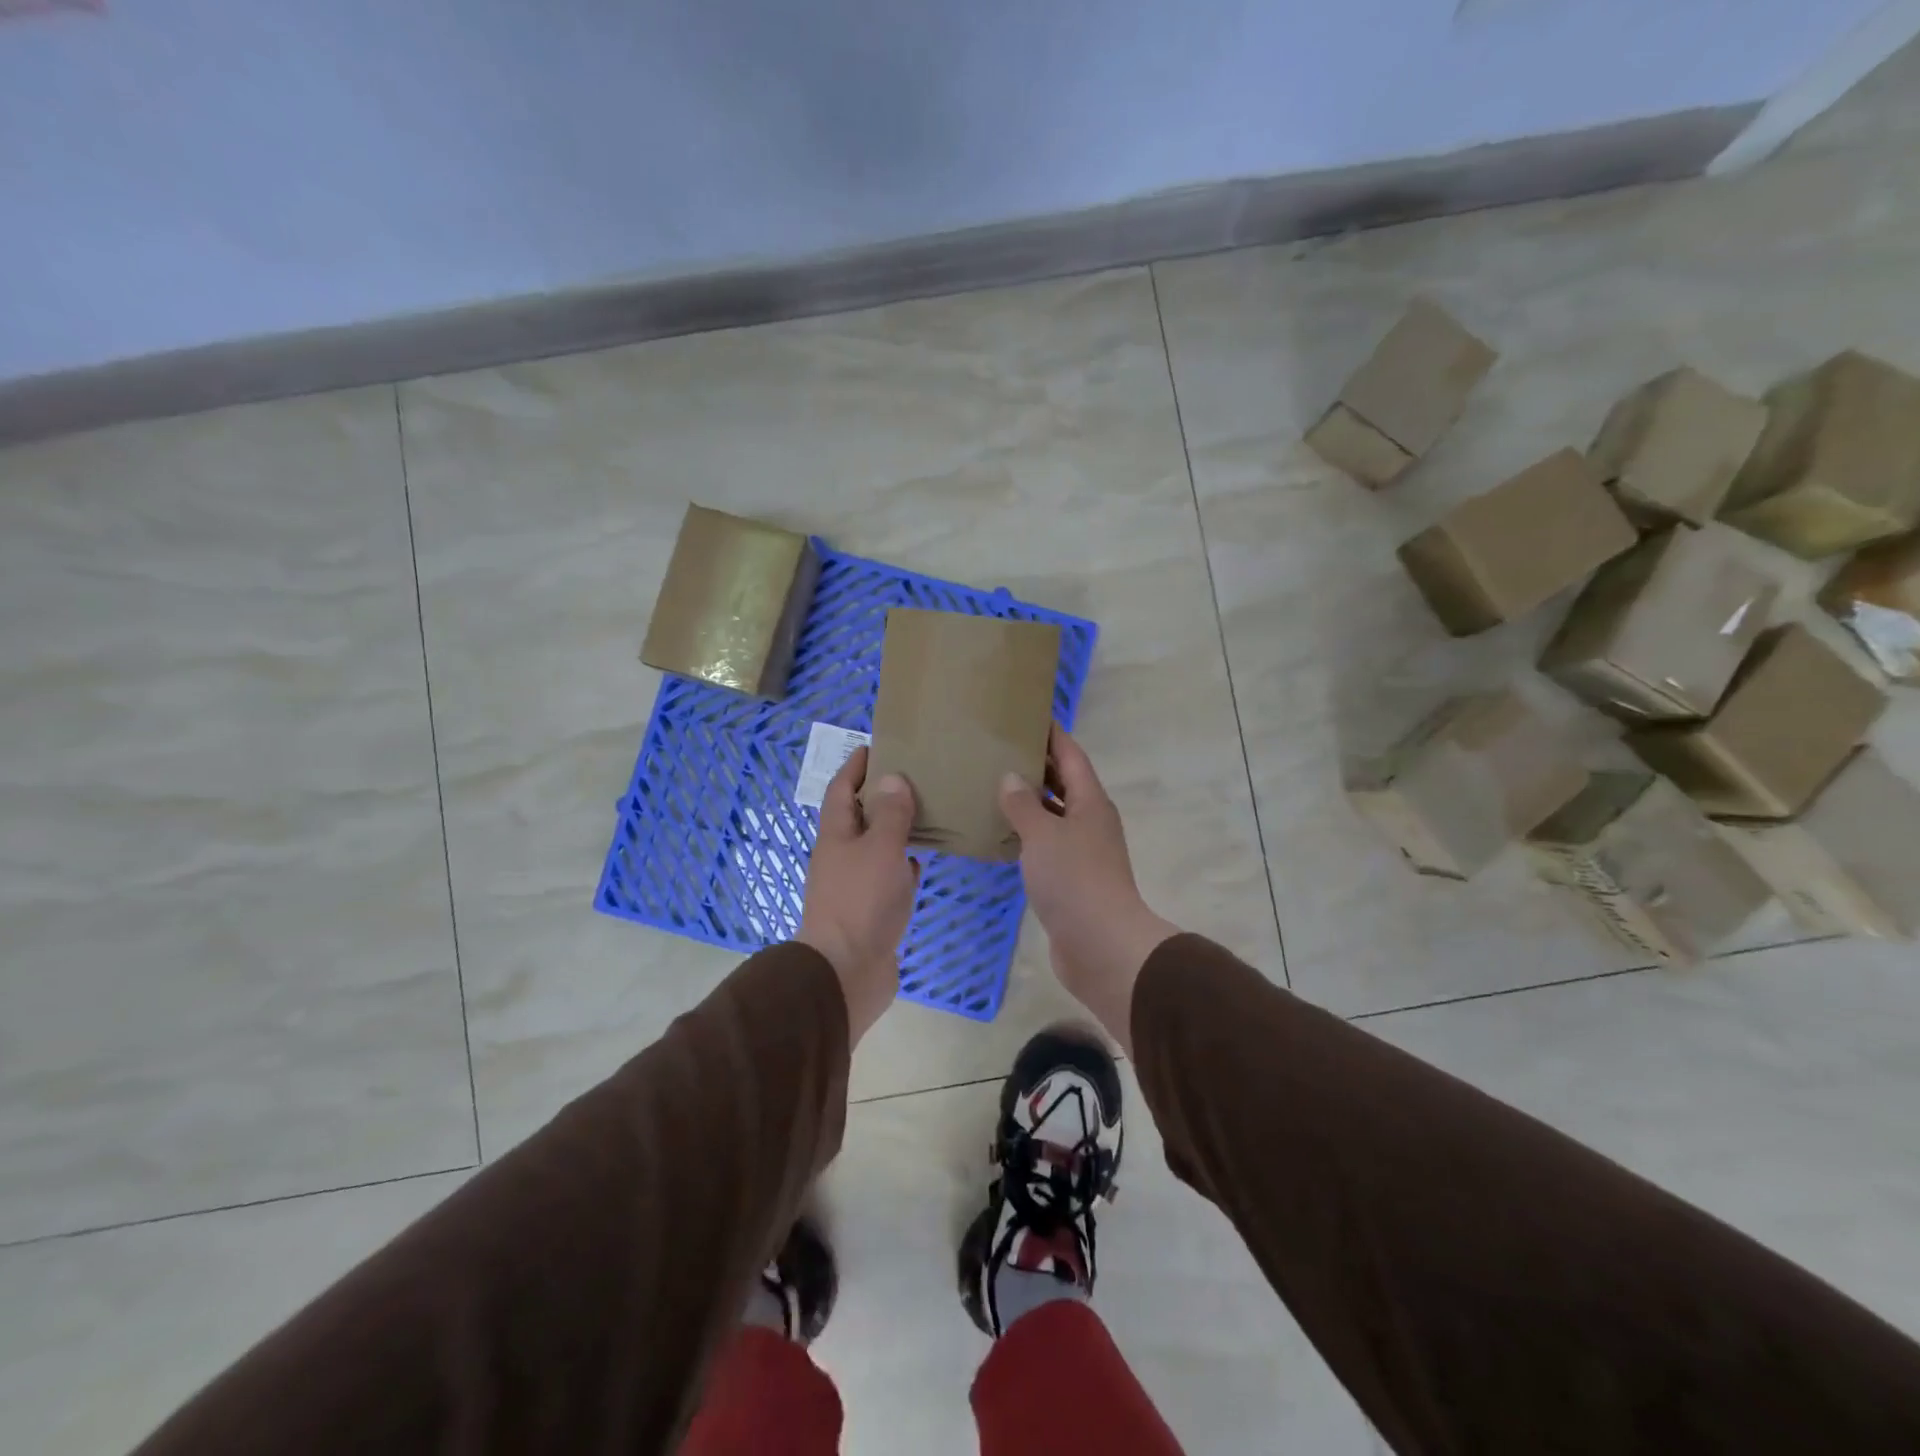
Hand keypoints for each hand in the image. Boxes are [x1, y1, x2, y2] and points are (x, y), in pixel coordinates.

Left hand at [799, 746, 918, 1044]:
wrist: (846, 973)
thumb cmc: (861, 902)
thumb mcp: (881, 849)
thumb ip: (890, 814)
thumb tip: (893, 779)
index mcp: (835, 836)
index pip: (841, 790)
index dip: (855, 767)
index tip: (875, 746)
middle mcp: (841, 856)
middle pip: (858, 817)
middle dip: (880, 796)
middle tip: (913, 776)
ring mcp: (853, 886)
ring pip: (875, 848)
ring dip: (893, 830)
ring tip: (924, 812)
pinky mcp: (869, 912)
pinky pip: (886, 878)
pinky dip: (902, 865)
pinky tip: (921, 861)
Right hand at [998, 725, 1177, 1055]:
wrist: (1101, 946)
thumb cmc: (1075, 881)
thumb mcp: (1043, 835)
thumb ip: (1023, 804)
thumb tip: (1010, 777)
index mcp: (1090, 802)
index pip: (1071, 755)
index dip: (1052, 733)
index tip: (1027, 714)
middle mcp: (1090, 821)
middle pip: (1063, 783)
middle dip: (1036, 765)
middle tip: (998, 748)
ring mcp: (1083, 852)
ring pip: (1053, 815)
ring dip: (1029, 801)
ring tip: (992, 785)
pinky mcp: (1071, 879)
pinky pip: (1046, 844)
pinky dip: (1026, 834)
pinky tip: (1000, 834)